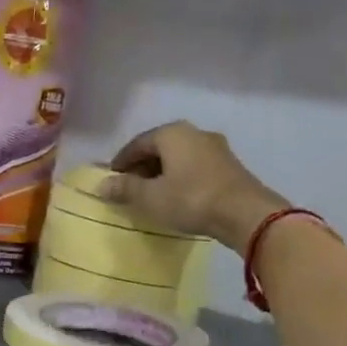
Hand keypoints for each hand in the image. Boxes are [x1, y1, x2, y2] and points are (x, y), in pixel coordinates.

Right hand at [99, 121, 288, 250]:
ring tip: (150, 193)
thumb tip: (102, 185)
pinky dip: (180, 177)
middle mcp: (194, 132)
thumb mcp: (150, 197)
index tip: (111, 179)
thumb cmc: (190, 199)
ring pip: (178, 156)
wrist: (244, 213)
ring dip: (161, 172)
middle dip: (141, 166)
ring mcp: (215, 147)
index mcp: (172, 133)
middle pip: (159, 147)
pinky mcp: (229, 165)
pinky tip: (175, 195)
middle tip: (129, 187)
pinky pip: (194, 166)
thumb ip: (125, 188)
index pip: (137, 143)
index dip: (121, 162)